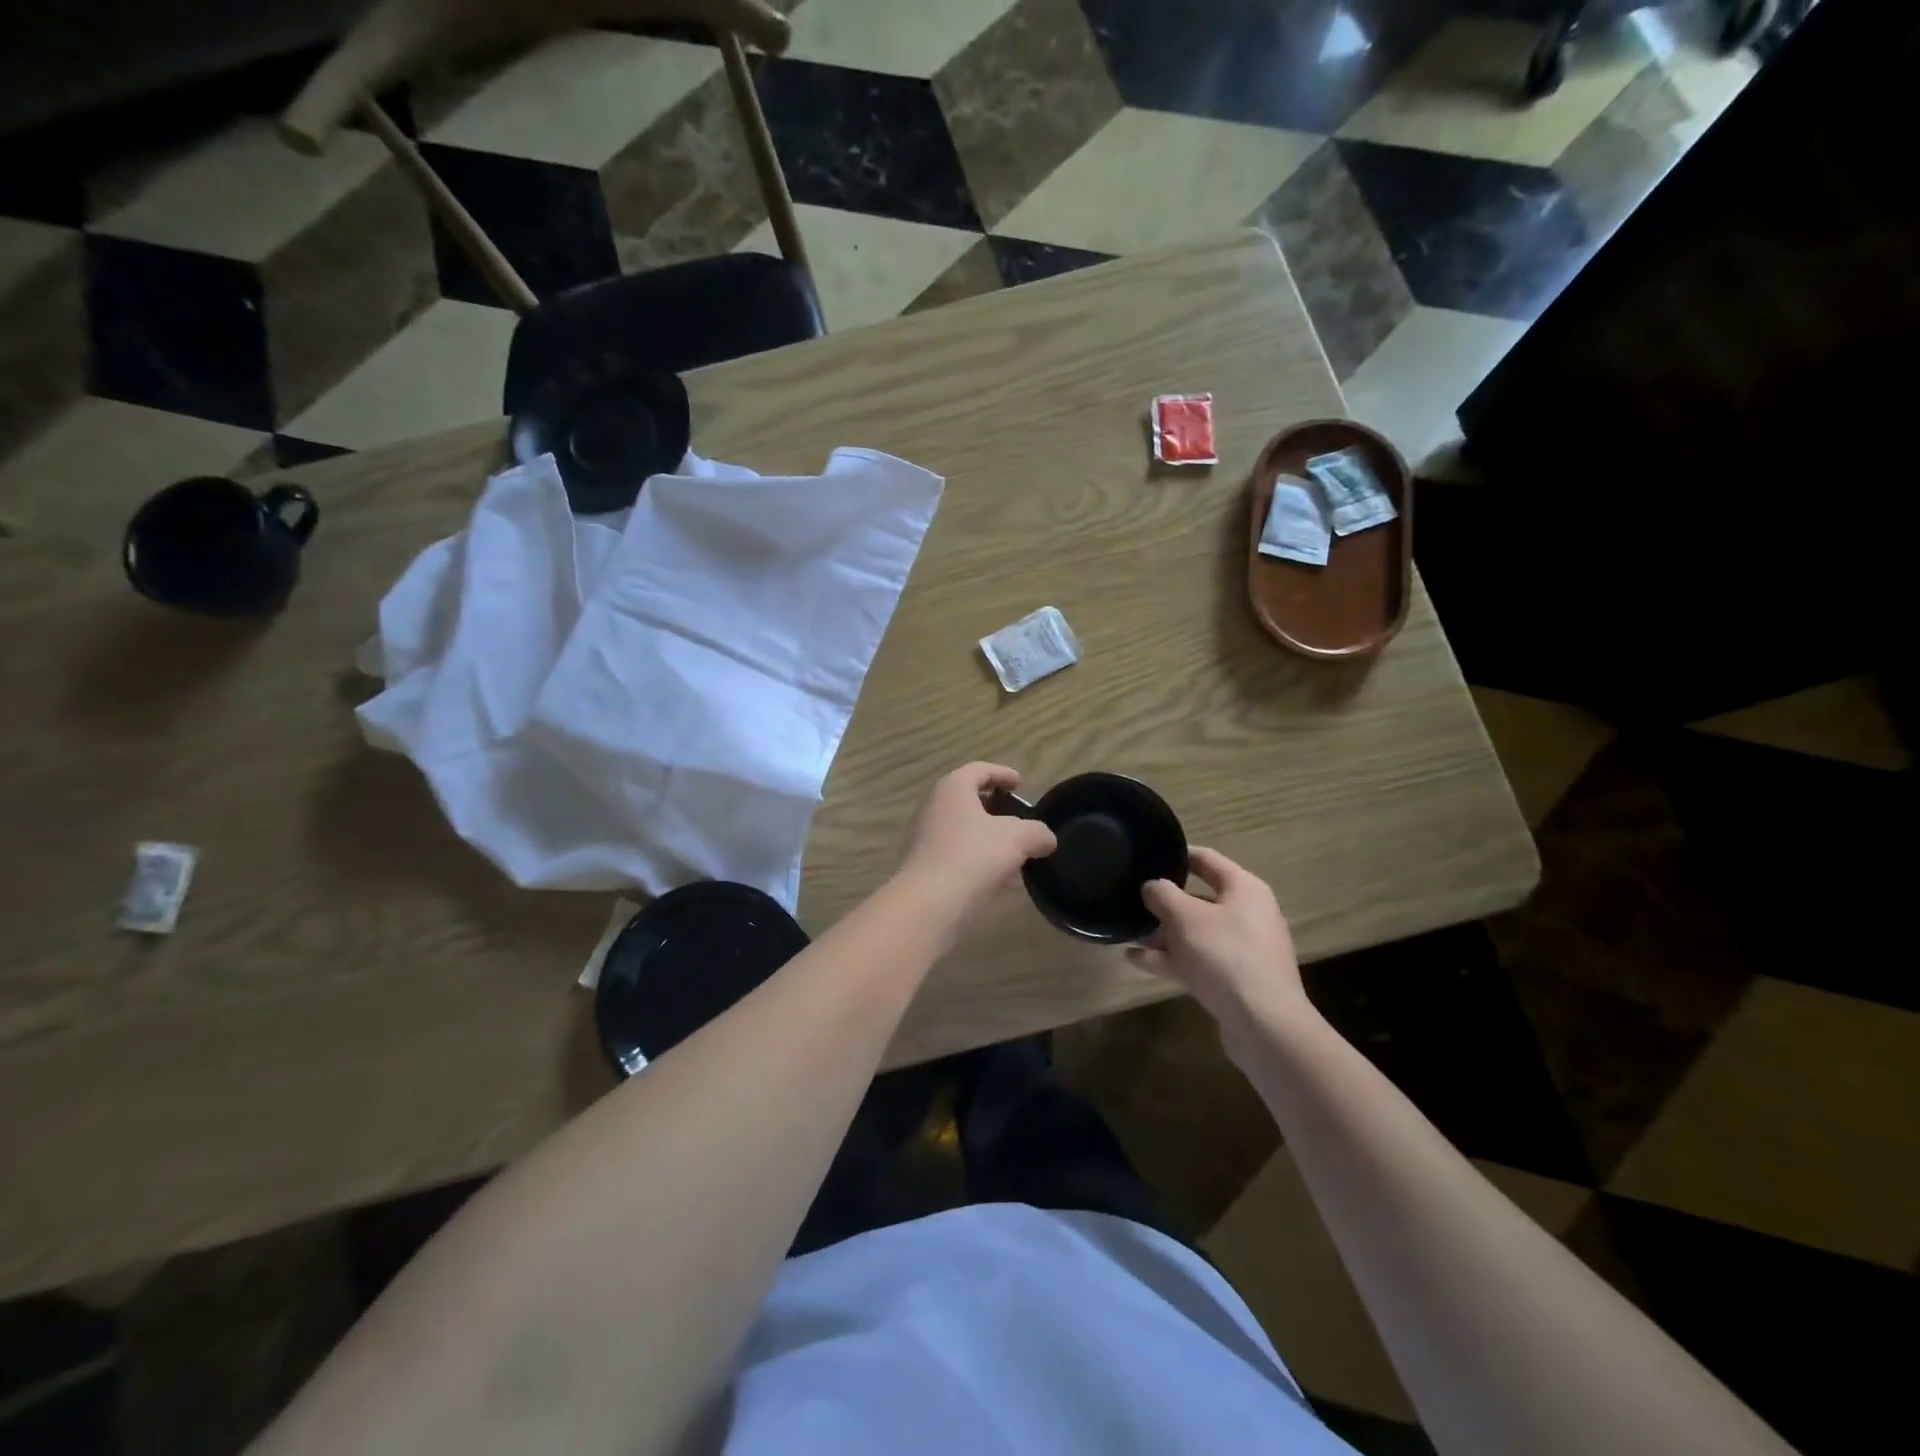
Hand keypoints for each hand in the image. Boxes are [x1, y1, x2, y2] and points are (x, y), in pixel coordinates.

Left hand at [895, 763, 1056, 939]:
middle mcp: (933, 807)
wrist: (929, 904)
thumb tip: (1046, 839)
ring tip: (1009, 847)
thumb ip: (1037, 832)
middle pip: (966, 797)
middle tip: (1015, 815)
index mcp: (953, 788)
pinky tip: (993, 873)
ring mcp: (924, 837)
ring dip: (983, 833)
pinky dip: (974, 856)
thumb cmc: (973, 857)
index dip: (1002, 773)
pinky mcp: (923, 866)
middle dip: (992, 805)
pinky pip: (953, 852)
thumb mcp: (1018, 839)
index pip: (979, 770)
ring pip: (960, 827)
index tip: (1020, 783)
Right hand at [1127, 847, 1305, 1029]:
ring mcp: (1242, 950)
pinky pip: (1196, 960)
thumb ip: (1162, 894)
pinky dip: (1169, 958)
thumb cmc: (1224, 955)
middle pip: (1199, 900)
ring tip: (1127, 933)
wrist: (1263, 1023)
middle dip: (1164, 903)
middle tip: (1132, 900)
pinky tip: (1135, 960)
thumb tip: (1152, 886)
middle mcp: (1247, 914)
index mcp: (1244, 889)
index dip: (1178, 854)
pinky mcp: (1234, 980)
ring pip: (1195, 933)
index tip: (1149, 855)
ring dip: (1163, 934)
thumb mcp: (1184, 917)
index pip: (1207, 859)